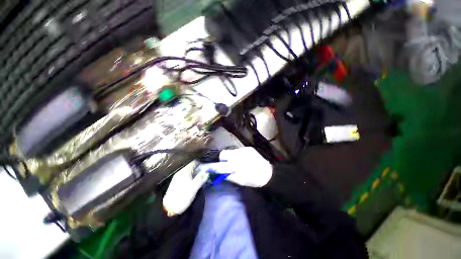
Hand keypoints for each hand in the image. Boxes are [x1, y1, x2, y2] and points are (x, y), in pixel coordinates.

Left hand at [163, 161, 208, 215]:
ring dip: (195, 172)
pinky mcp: (176, 183)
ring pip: (189, 171)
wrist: (169, 208)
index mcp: (185, 171)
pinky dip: (191, 176)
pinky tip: (194, 180)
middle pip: (191, 166)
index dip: (201, 163)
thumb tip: (207, 172)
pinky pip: (186, 176)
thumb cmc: (183, 196)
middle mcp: (180, 172)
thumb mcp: (194, 187)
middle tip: (206, 171)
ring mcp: (178, 177)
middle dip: (199, 168)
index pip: (194, 162)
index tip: (207, 165)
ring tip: (202, 175)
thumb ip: (201, 178)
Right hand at [196, 147, 272, 187]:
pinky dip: (237, 155)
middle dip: (222, 159)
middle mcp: (239, 156)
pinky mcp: (248, 148)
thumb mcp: (240, 181)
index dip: (212, 166)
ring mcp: (244, 150)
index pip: (220, 166)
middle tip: (226, 164)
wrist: (268, 173)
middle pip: (223, 154)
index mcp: (236, 166)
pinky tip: (242, 159)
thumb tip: (218, 173)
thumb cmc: (254, 180)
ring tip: (236, 161)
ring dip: (230, 156)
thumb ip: (228, 176)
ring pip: (230, 151)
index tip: (206, 167)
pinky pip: (238, 150)